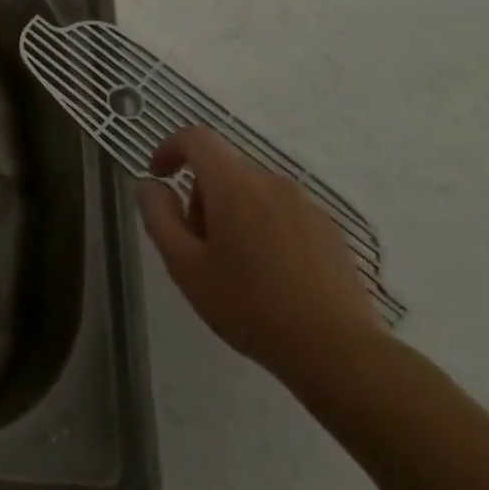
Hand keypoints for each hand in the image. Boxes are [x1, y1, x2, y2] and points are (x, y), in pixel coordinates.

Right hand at [138, 126, 386, 384]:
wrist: (339, 351)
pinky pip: (281, 210)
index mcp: (234, 185)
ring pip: (253, 189)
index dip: (169, 148)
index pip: (196, 138)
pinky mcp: (329, 229)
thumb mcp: (185, 266)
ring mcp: (306, 204)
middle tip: (194, 242)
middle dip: (199, 194)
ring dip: (230, 210)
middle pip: (223, 167)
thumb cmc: (250, 306)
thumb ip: (159, 217)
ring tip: (232, 263)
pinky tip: (269, 273)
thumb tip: (150, 185)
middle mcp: (272, 182)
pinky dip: (262, 225)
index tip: (157, 177)